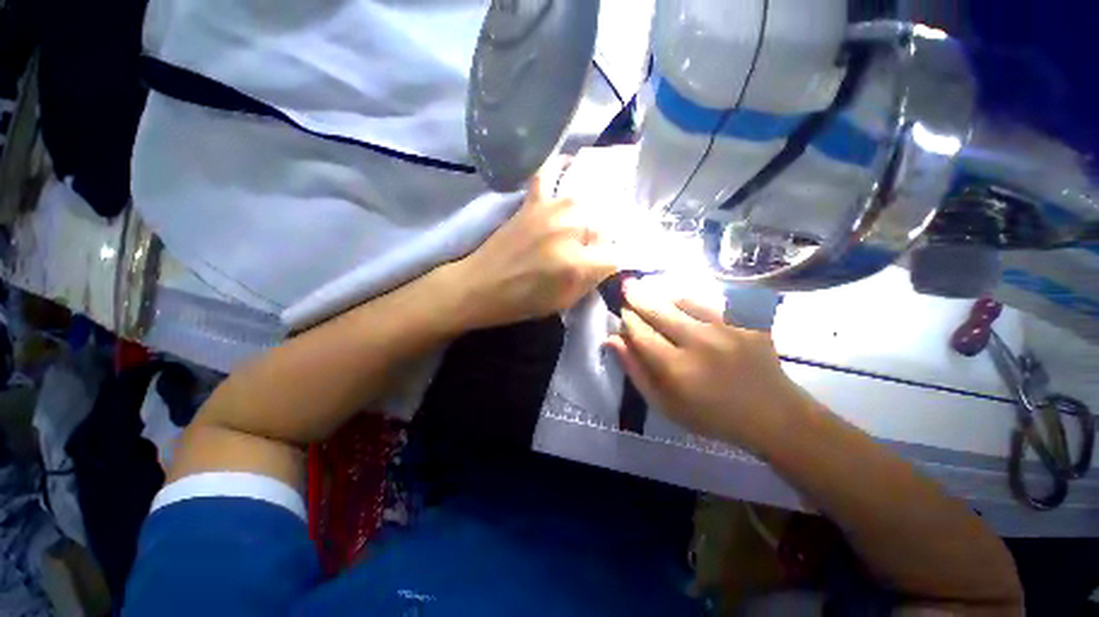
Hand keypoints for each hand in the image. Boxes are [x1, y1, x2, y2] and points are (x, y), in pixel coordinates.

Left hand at [453, 170, 618, 328]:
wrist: (481, 286)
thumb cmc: (524, 301)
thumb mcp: (565, 301)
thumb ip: (592, 279)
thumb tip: (610, 260)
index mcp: (577, 264)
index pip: (617, 254)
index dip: (617, 260)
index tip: (611, 263)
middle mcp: (569, 231)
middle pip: (606, 225)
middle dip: (606, 239)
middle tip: (596, 249)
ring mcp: (550, 211)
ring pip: (588, 202)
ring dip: (592, 213)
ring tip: (588, 223)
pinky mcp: (532, 202)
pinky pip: (548, 172)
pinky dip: (559, 165)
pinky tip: (569, 164)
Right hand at [606, 280, 811, 451]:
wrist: (772, 415)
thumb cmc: (710, 415)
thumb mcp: (664, 404)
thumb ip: (635, 371)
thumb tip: (612, 340)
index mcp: (676, 368)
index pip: (640, 332)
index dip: (628, 319)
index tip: (623, 312)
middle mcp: (700, 343)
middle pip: (659, 310)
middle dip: (638, 296)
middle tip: (628, 286)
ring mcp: (728, 329)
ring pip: (684, 300)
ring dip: (664, 296)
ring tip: (655, 295)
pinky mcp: (749, 321)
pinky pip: (713, 302)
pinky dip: (694, 301)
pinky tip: (686, 304)